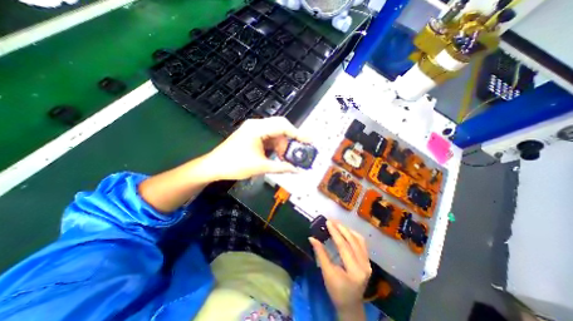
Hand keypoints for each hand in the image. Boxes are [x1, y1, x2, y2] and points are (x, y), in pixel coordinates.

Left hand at [202, 117, 308, 182]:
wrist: (214, 166)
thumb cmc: (235, 165)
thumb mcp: (261, 167)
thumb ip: (281, 168)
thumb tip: (297, 171)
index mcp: (257, 129)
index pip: (283, 126)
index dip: (297, 133)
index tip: (309, 141)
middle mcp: (256, 125)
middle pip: (280, 128)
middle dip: (289, 141)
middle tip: (296, 152)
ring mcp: (254, 129)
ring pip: (275, 133)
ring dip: (282, 145)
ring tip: (284, 158)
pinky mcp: (252, 135)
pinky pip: (269, 137)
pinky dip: (275, 146)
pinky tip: (277, 155)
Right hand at [309, 221, 371, 319]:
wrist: (351, 305)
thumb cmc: (336, 291)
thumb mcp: (327, 273)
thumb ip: (320, 254)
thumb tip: (312, 238)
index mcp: (354, 271)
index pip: (344, 246)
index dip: (335, 232)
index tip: (328, 222)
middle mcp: (364, 265)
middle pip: (352, 241)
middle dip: (341, 228)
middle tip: (331, 220)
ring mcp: (368, 263)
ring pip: (359, 240)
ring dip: (347, 230)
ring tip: (337, 224)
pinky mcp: (367, 261)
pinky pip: (361, 243)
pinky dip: (353, 235)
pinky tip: (346, 231)